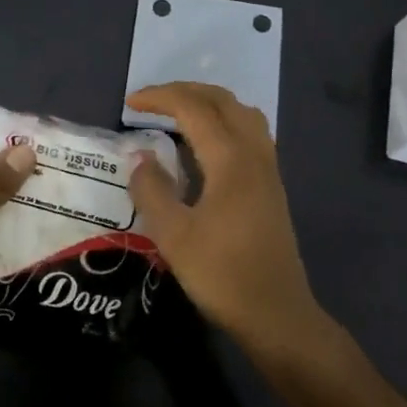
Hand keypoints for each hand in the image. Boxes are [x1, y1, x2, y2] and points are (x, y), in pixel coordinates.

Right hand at [126, 82, 324, 358]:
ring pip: (241, 113)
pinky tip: (206, 145)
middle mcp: (253, 154)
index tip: (129, 103)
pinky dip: (224, 121)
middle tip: (151, 102)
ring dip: (208, 103)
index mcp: (230, 159)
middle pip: (222, 101)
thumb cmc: (222, 275)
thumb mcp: (174, 236)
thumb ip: (152, 190)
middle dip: (184, 91)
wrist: (277, 314)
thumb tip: (140, 158)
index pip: (193, 108)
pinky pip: (250, 132)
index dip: (160, 98)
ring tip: (178, 114)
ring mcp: (267, 169)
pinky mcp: (271, 186)